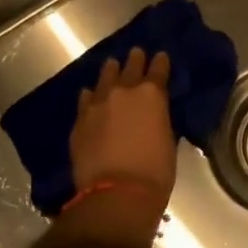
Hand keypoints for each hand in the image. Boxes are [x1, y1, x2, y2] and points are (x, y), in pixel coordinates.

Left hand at [69, 47, 175, 211]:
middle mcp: (124, 91)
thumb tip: (153, 115)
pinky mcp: (80, 120)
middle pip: (130, 66)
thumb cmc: (155, 171)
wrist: (117, 194)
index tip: (161, 57)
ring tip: (112, 66)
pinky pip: (86, 99)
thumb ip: (159, 119)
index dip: (161, 62)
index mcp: (152, 94)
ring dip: (111, 71)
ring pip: (105, 77)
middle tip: (136, 53)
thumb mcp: (167, 139)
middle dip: (135, 60)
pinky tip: (91, 95)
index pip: (159, 69)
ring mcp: (98, 104)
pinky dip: (91, 96)